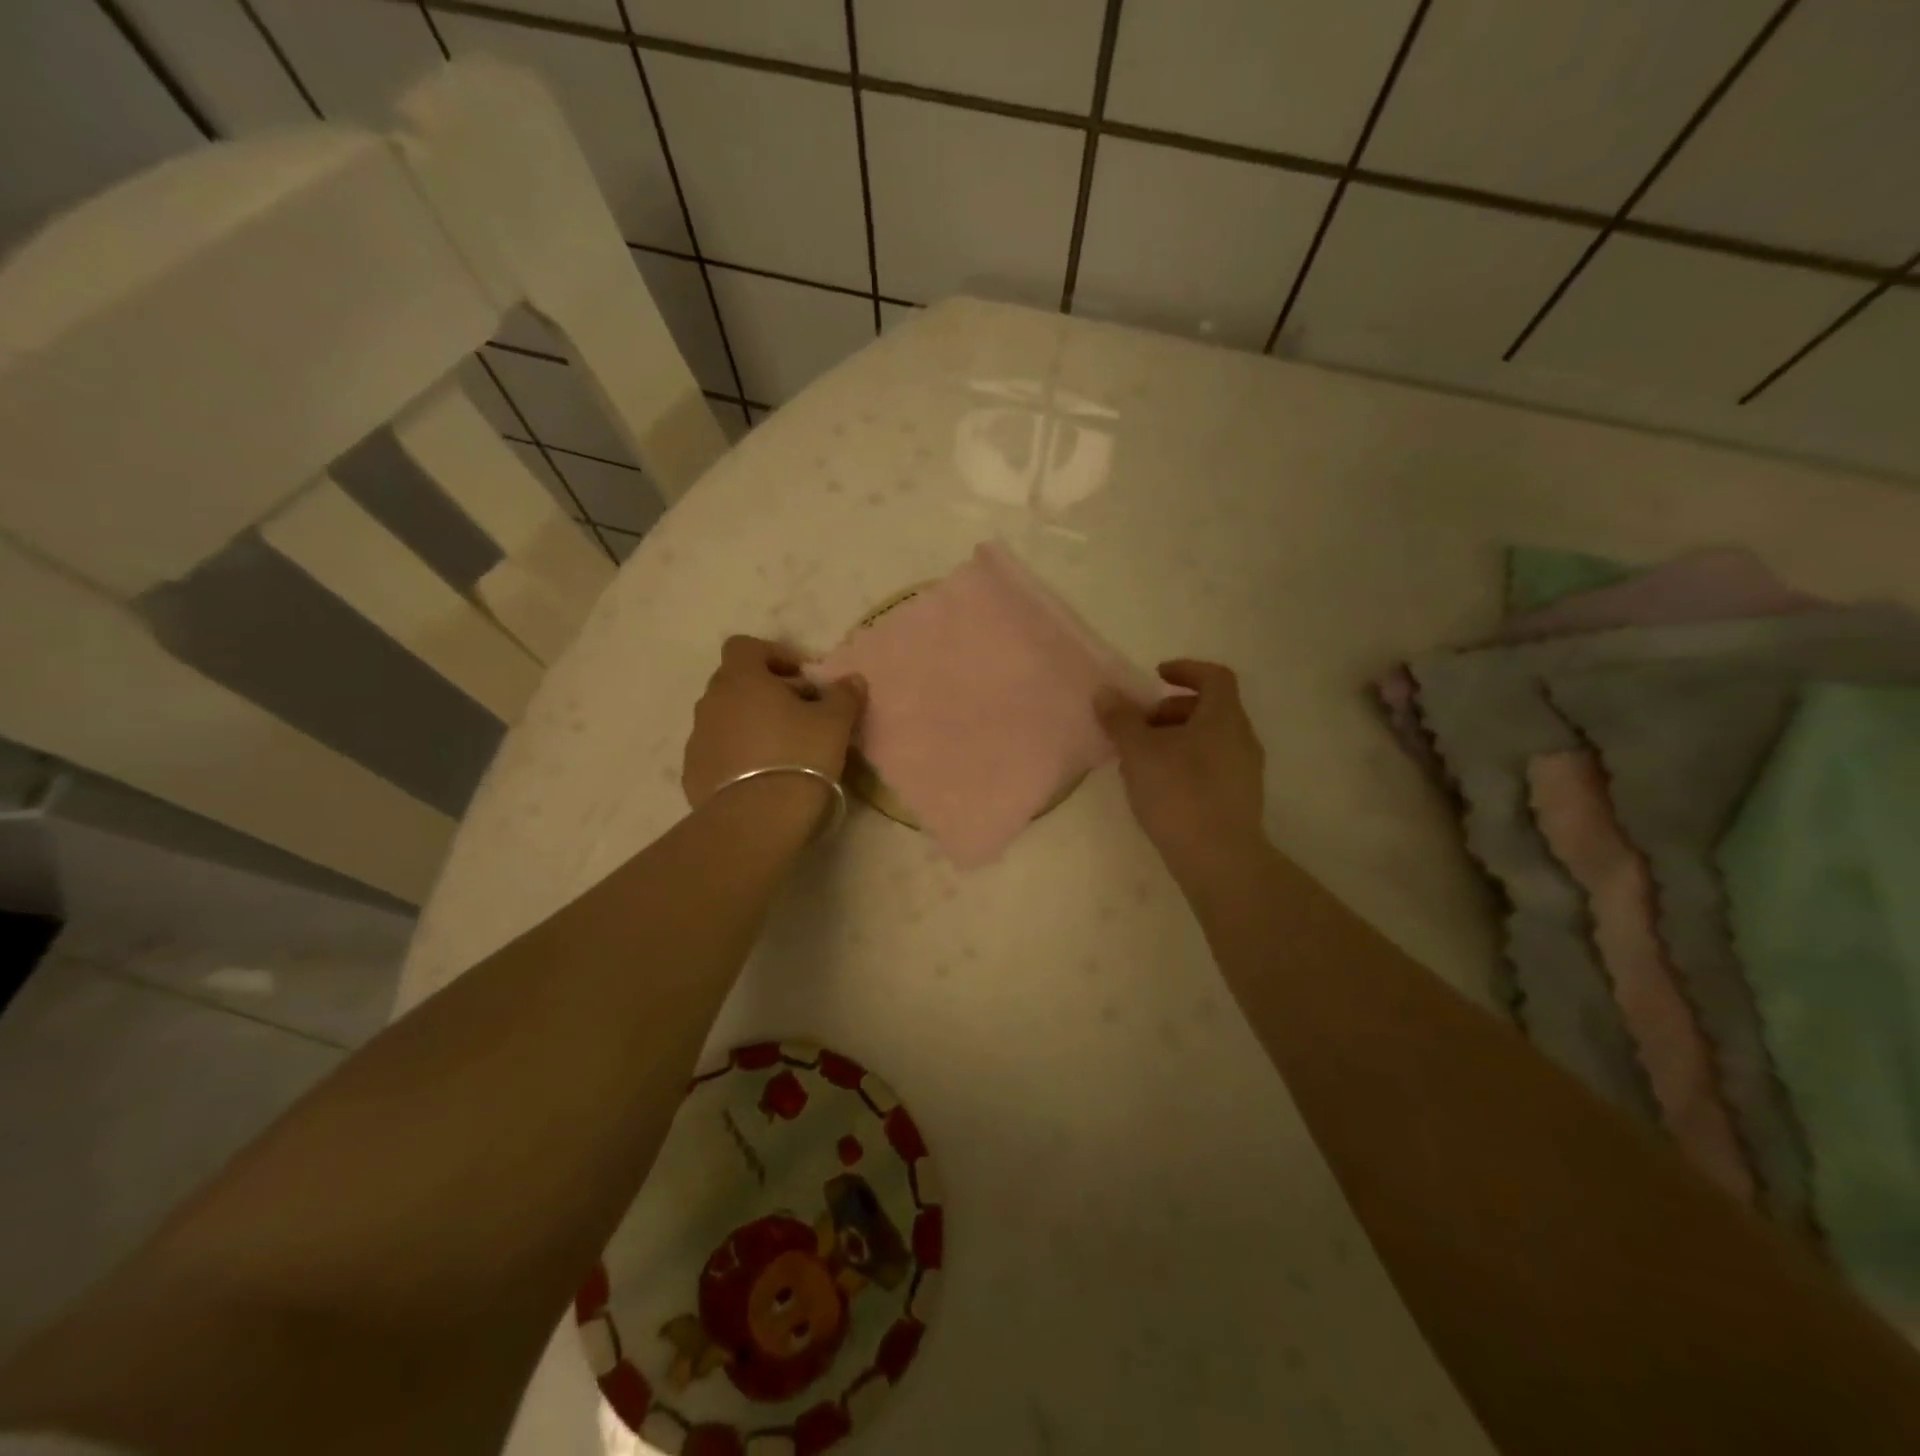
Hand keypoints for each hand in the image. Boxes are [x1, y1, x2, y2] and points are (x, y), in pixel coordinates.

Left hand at [682, 636, 865, 807]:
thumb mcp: (834, 723)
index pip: (745, 647)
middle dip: (766, 691)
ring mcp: (697, 738)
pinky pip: (717, 751)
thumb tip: (851, 680)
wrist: (756, 819)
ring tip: (782, 749)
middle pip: (736, 682)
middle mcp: (711, 702)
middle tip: (800, 714)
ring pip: (725, 718)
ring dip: (751, 723)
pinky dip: (737, 754)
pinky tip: (762, 776)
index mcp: (741, 679)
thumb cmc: (798, 756)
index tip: (801, 677)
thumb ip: (843, 695)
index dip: (773, 655)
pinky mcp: (693, 772)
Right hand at [1095, 660, 1266, 865]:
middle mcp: (1242, 738)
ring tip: (1140, 762)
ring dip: (1174, 740)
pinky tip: (1158, 789)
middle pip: (1209, 709)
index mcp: (1224, 717)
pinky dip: (1185, 764)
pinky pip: (1211, 766)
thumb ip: (1121, 719)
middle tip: (1139, 727)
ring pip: (1208, 740)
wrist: (1220, 860)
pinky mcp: (1239, 800)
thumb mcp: (1139, 752)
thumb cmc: (1179, 794)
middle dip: (1170, 711)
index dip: (1185, 670)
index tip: (1156, 677)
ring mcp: (1245, 771)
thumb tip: (1106, 693)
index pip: (1214, 676)